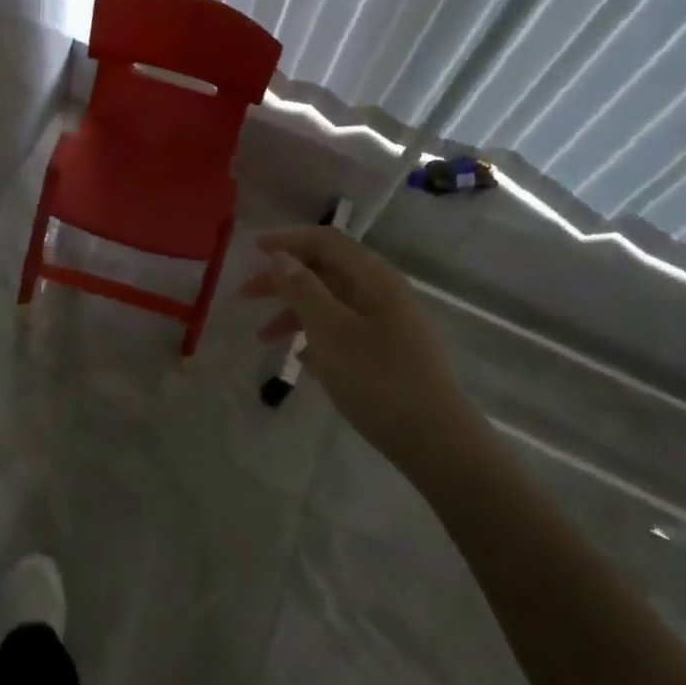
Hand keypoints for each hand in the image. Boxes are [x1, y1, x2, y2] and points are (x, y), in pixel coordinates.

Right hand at [241, 227, 471, 469]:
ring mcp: (390, 323)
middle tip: (246, 295)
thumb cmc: (379, 380)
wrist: (439, 445)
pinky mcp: (391, 353)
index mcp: (373, 276)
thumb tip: (281, 256)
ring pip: (333, 302)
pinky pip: (345, 329)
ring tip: (265, 338)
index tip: (251, 250)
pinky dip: (318, 335)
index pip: (325, 241)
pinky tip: (301, 358)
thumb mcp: (330, 331)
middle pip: (327, 270)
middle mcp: (383, 291)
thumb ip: (302, 289)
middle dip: (285, 279)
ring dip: (296, 312)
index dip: (287, 240)